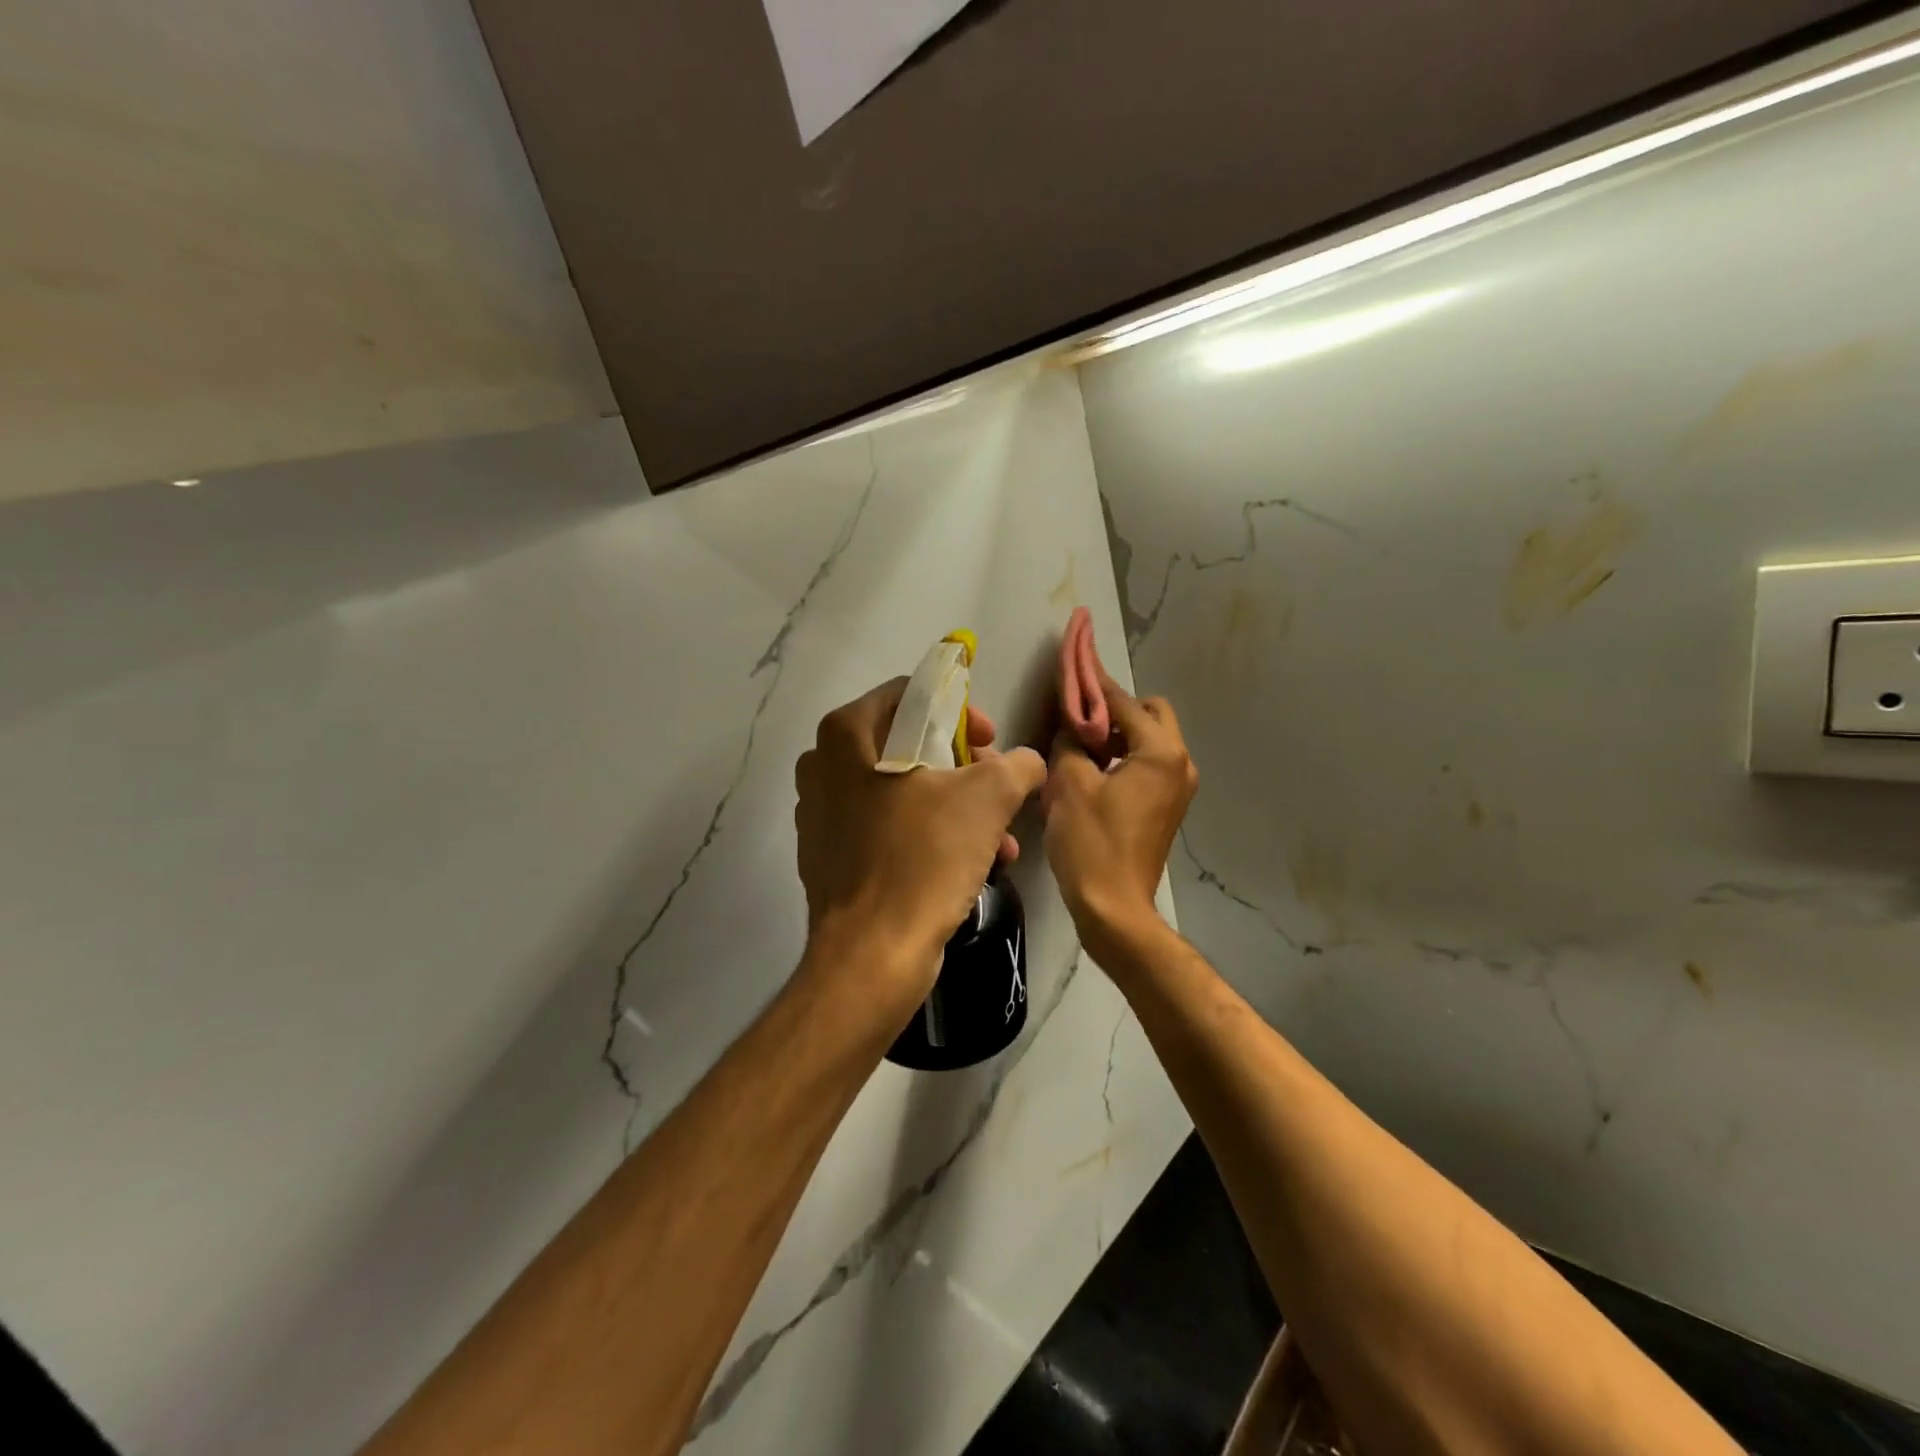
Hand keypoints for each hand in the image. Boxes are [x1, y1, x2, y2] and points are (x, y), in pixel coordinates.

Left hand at [795, 679, 1047, 1012]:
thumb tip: (1027, 763)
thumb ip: (1017, 765)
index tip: (990, 742)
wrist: (873, 955)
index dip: (960, 712)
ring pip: (902, 791)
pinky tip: (970, 865)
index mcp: (847, 735)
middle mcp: (823, 767)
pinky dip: (928, 836)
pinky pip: (887, 829)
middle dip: (964, 768)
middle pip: (908, 745)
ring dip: (956, 808)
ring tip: (999, 838)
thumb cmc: (923, 859)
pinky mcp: (829, 857)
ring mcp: (821, 815)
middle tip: (996, 788)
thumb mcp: (988, 798)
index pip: (911, 695)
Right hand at [1042, 664, 1196, 945]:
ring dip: (1119, 735)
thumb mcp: (1071, 784)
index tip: (1074, 665)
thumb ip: (1071, 742)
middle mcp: (1179, 763)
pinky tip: (1094, 772)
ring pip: (1150, 740)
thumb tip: (1072, 724)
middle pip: (1150, 714)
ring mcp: (1179, 787)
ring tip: (1081, 747)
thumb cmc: (1091, 843)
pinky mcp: (1169, 807)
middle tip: (1078, 722)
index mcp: (1160, 752)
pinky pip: (1149, 765)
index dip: (1094, 685)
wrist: (1114, 908)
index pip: (1124, 702)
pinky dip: (1125, 758)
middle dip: (1115, 710)